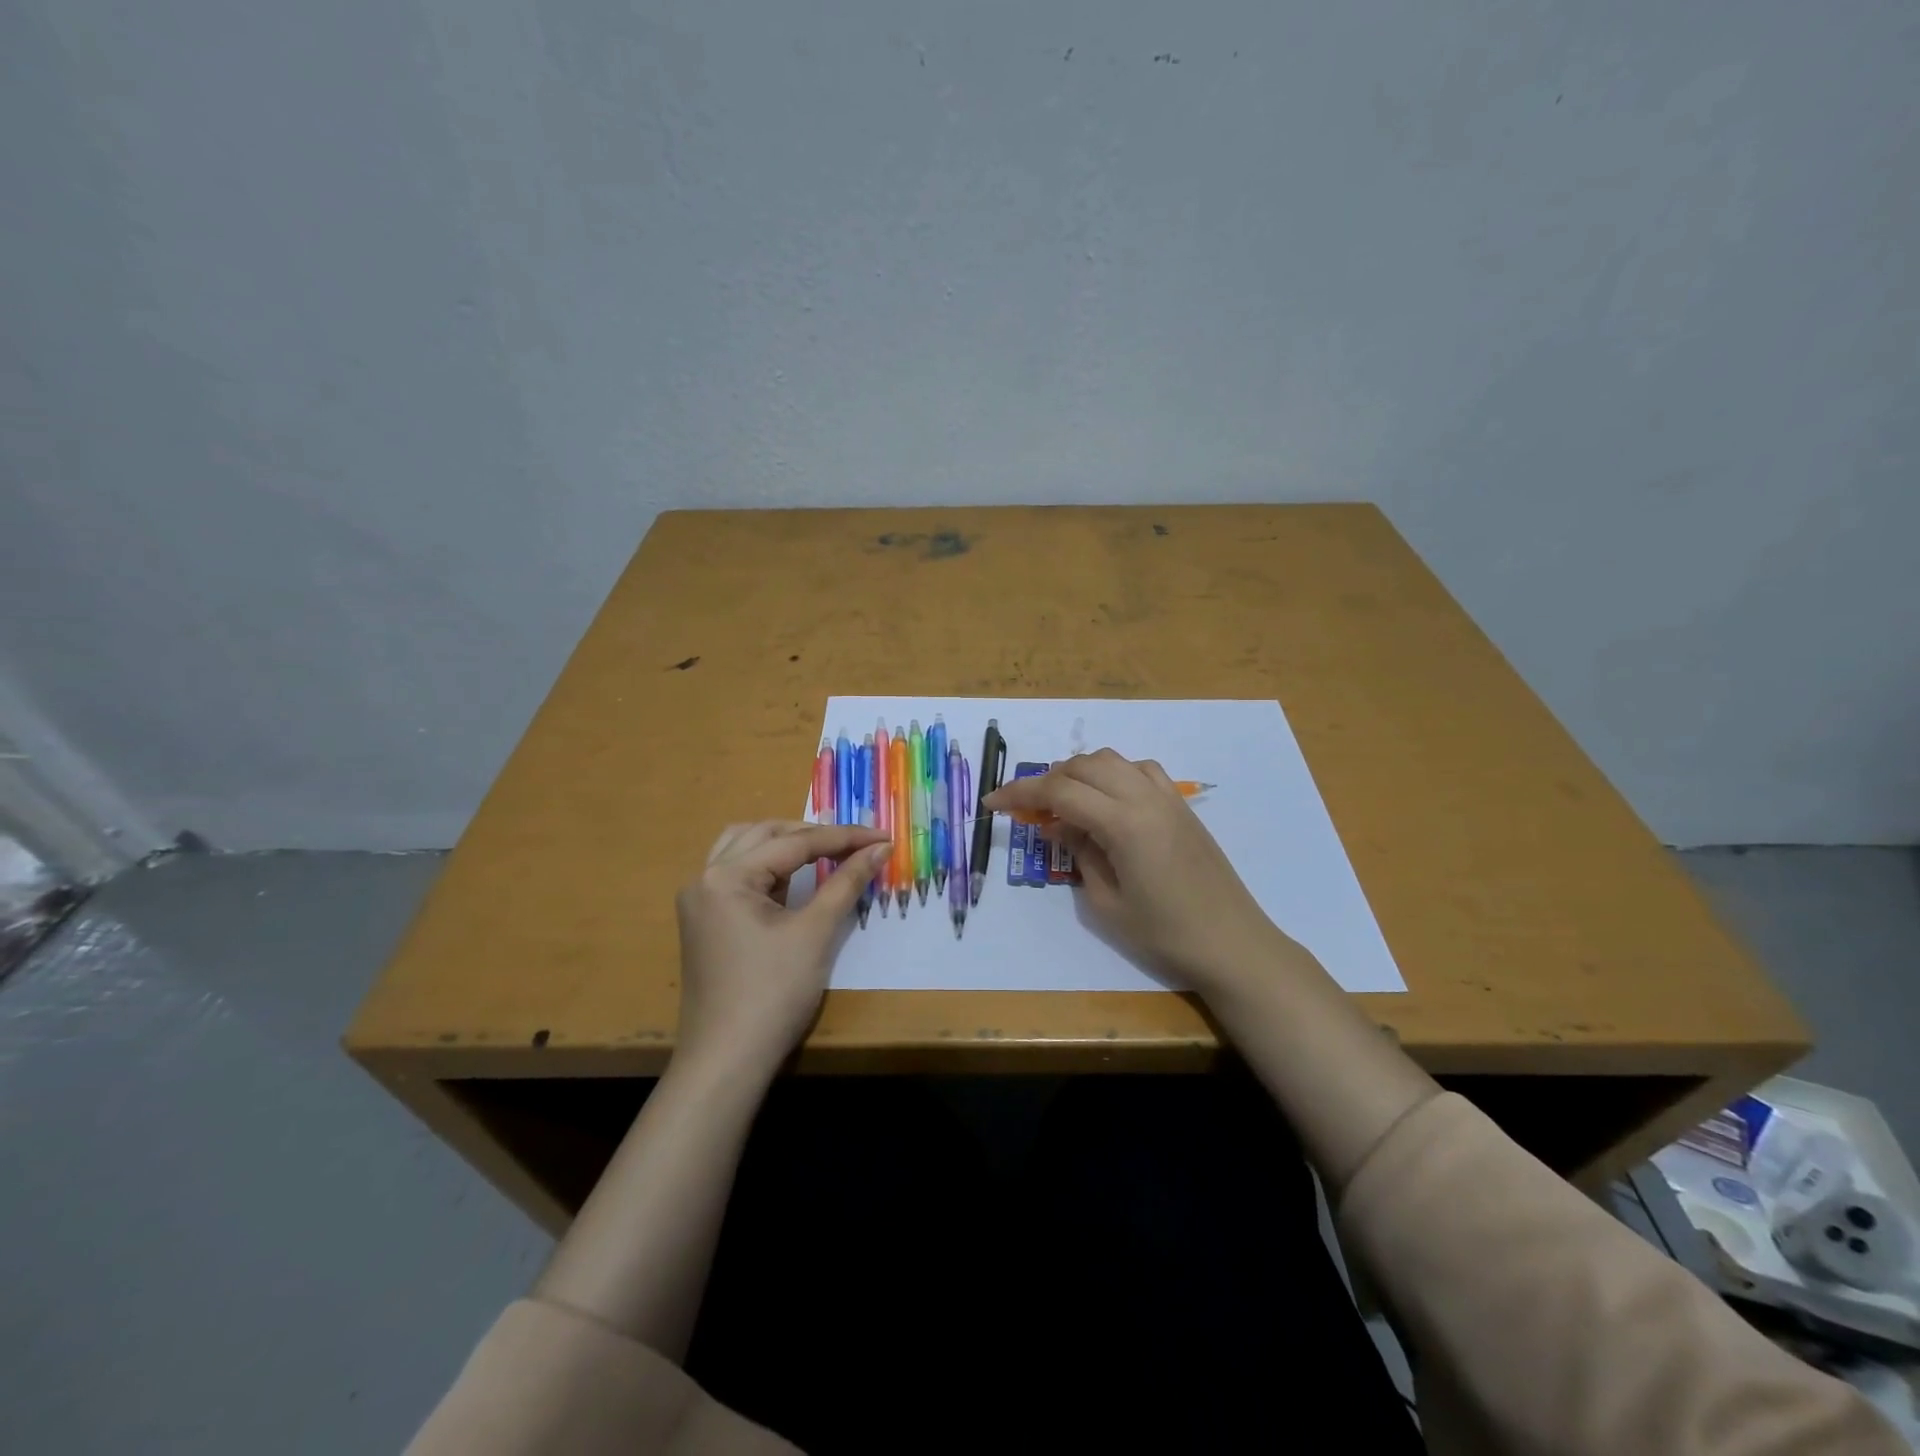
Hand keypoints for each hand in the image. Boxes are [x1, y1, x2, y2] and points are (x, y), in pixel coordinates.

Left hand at [674, 820, 890, 1077]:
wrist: (727, 1061)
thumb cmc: (773, 994)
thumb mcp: (815, 932)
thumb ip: (846, 882)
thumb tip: (880, 848)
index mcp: (726, 876)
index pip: (794, 842)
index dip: (843, 838)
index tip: (883, 835)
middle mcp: (705, 878)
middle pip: (764, 835)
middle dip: (813, 835)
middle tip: (857, 844)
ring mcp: (700, 901)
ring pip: (745, 849)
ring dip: (786, 844)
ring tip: (826, 852)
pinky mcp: (704, 921)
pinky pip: (738, 875)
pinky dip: (768, 868)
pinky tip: (795, 879)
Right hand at [983, 750, 1296, 993]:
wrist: (1232, 943)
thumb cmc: (1165, 934)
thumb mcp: (1106, 903)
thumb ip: (1079, 854)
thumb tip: (1058, 826)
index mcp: (1123, 823)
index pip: (1060, 791)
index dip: (1020, 792)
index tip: (992, 801)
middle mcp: (1145, 797)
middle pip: (1084, 765)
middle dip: (1048, 779)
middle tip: (1028, 808)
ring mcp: (1168, 798)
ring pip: (1112, 760)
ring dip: (1080, 772)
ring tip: (1064, 802)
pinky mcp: (1182, 806)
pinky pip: (1140, 770)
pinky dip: (1113, 774)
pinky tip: (1107, 801)